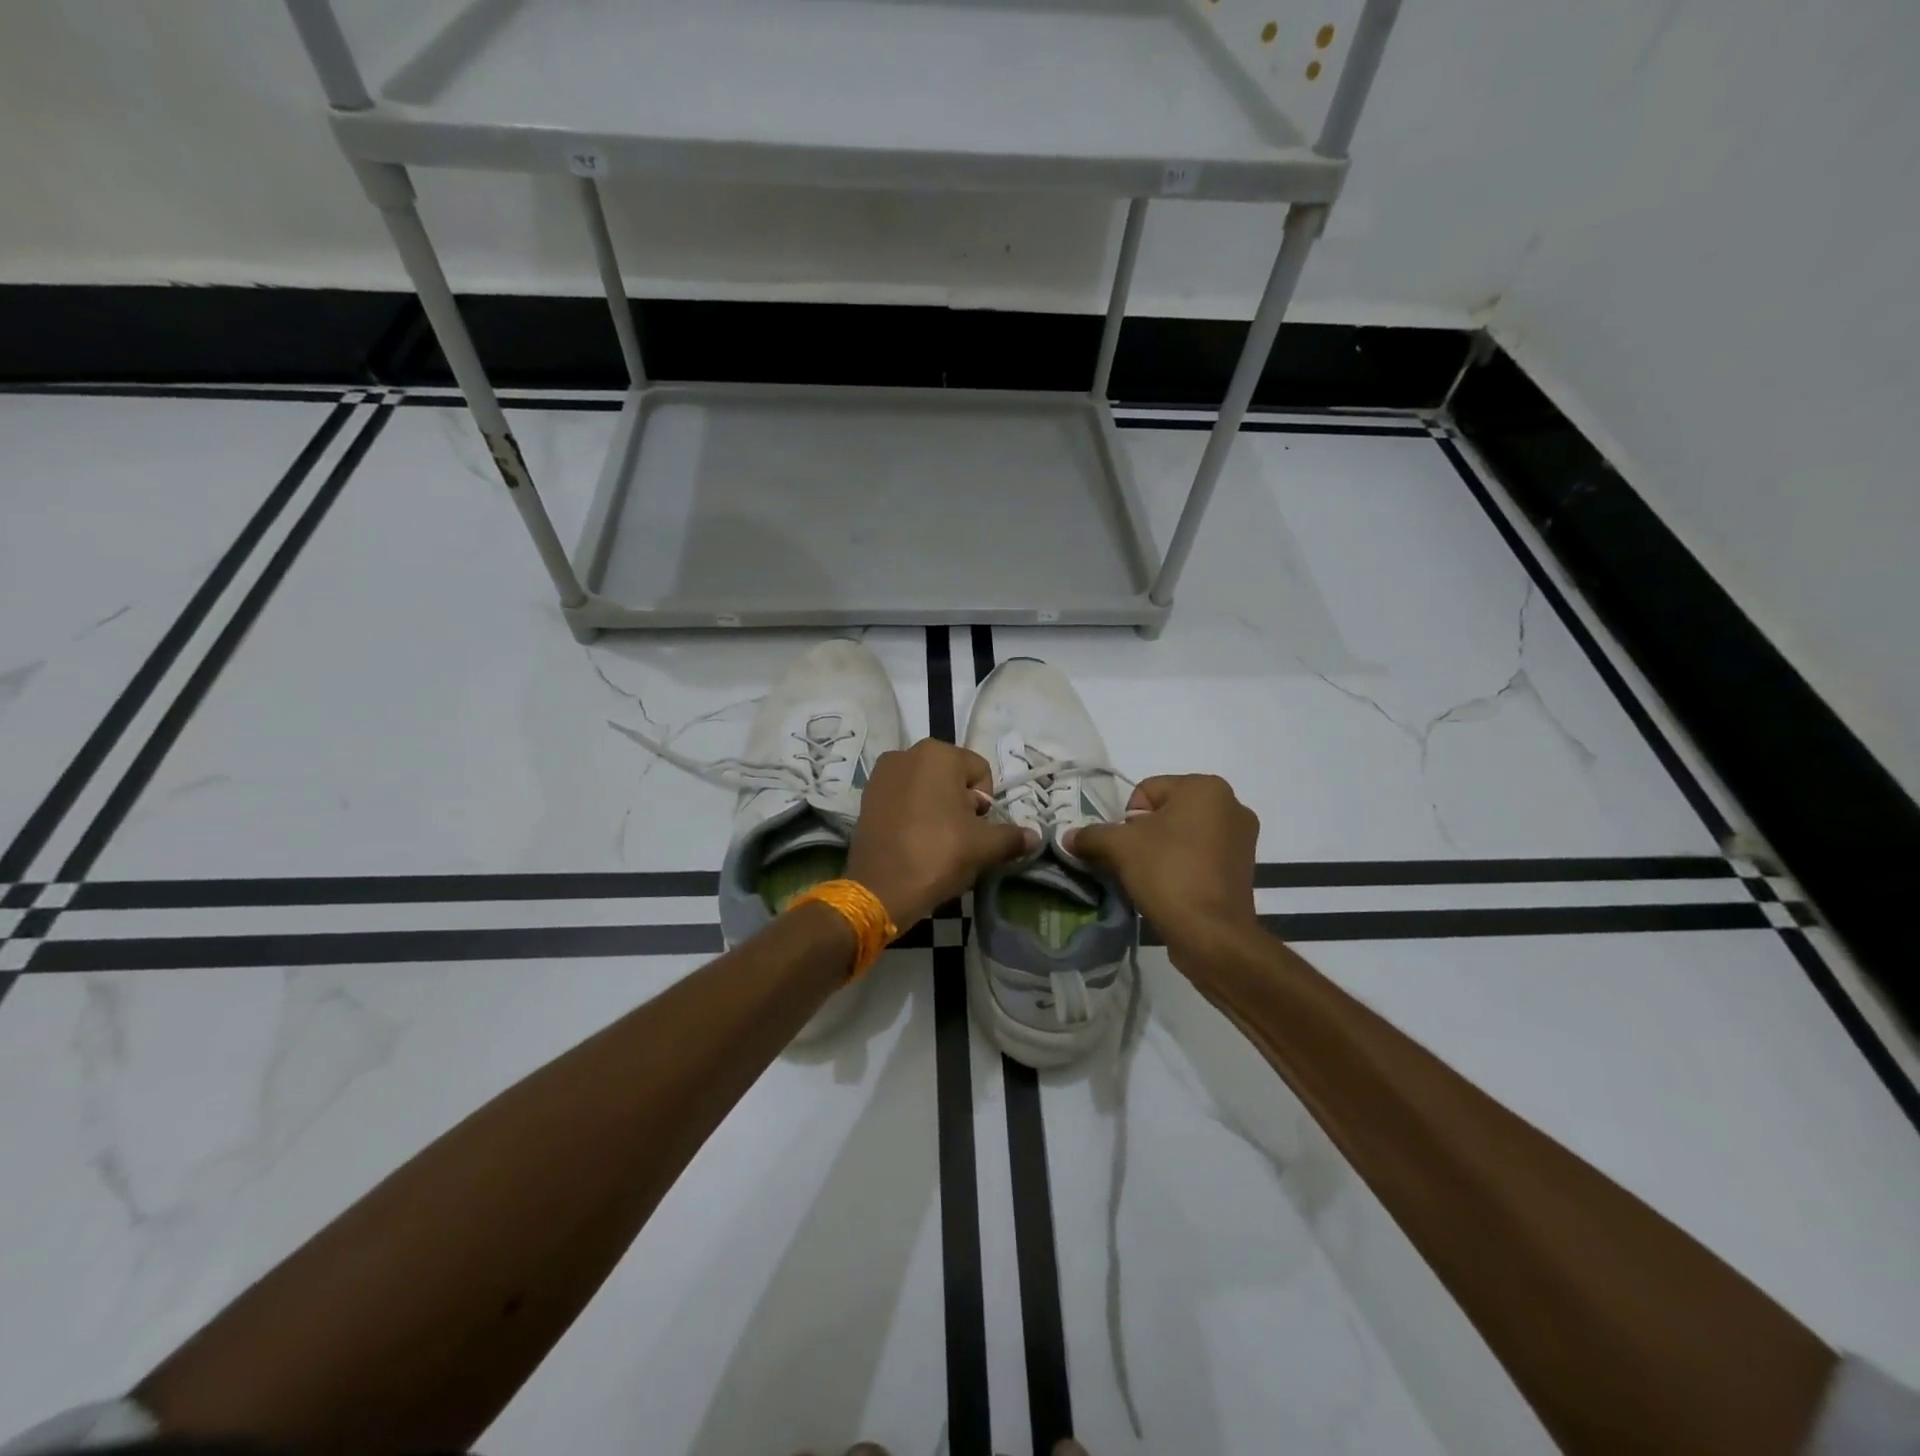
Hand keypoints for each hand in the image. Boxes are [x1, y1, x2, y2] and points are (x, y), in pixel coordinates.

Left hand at [846, 739, 1037, 928]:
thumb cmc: (938, 855)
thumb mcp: (984, 847)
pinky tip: (913, 839)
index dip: (985, 803)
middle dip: (960, 803)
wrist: (880, 888)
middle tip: (958, 836)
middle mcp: (907, 753)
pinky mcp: (867, 796)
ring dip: (937, 807)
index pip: (980, 772)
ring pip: (926, 786)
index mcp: (938, 754)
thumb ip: (1012, 837)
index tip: (976, 829)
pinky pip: (902, 797)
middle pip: (951, 776)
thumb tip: (1035, 836)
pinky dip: (912, 812)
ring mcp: (882, 774)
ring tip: (935, 840)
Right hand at [1065, 774, 1259, 951]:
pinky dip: (1182, 867)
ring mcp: (1242, 840)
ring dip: (1162, 852)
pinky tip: (1170, 890)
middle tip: (1133, 863)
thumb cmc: (1168, 873)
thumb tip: (1068, 837)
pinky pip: (1200, 857)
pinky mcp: (1242, 870)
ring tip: (1150, 879)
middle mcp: (1231, 806)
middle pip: (1166, 812)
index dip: (1127, 819)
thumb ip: (1091, 835)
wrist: (1211, 934)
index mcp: (1206, 788)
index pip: (1147, 790)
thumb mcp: (1119, 847)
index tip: (1125, 847)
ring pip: (1183, 836)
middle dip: (1144, 835)